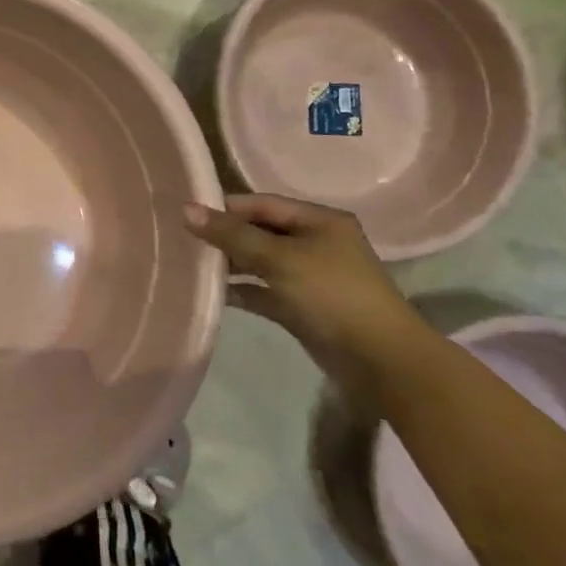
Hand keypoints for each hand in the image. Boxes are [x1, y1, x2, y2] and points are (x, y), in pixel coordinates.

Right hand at [184, 194, 428, 398]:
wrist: (382, 362)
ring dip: (230, 265)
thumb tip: (186, 209)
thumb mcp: (279, 258)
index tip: (187, 215)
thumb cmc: (332, 295)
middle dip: (225, 237)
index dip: (226, 207)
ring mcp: (309, 276)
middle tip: (184, 241)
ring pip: (260, 262)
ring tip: (191, 265)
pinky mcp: (303, 307)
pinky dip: (242, 291)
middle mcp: (314, 243)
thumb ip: (232, 235)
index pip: (262, 204)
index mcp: (318, 220)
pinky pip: (264, 291)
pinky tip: (213, 294)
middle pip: (260, 232)